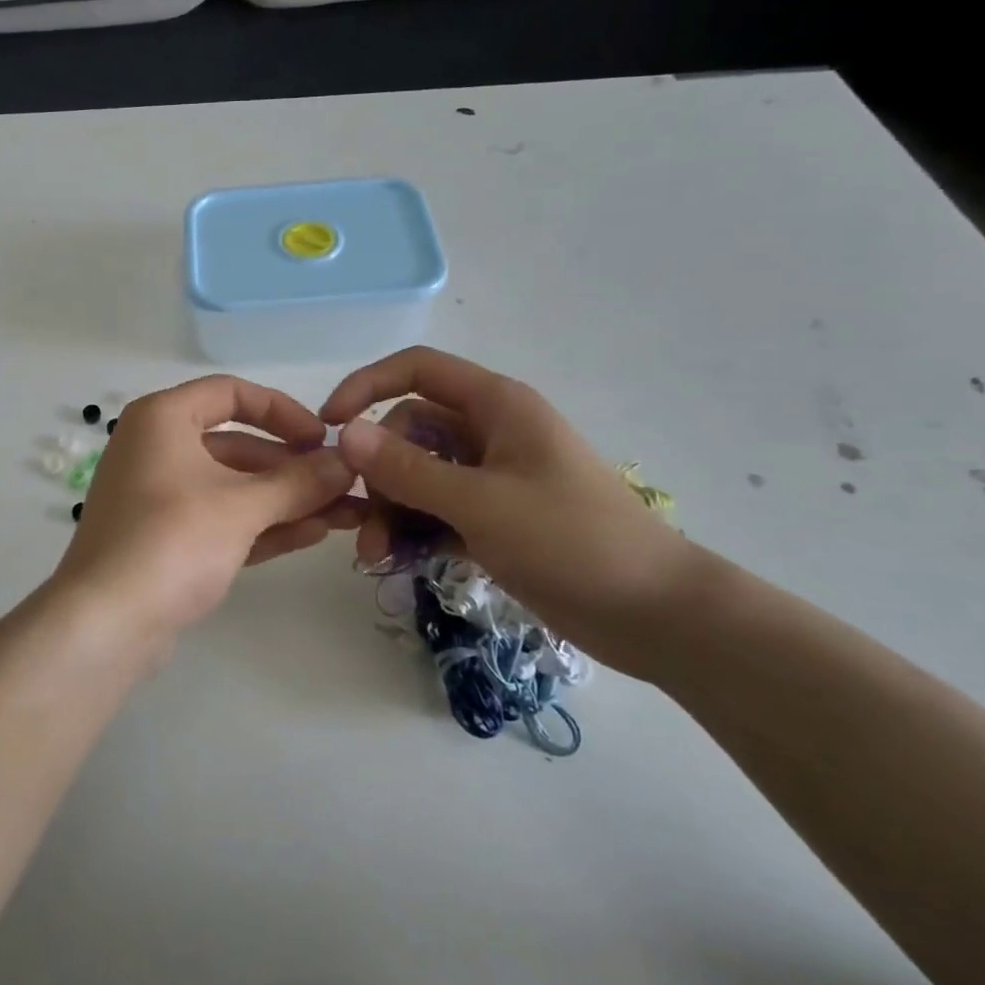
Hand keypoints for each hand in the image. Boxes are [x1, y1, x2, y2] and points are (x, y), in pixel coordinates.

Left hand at [49, 376, 359, 636]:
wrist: (105, 623)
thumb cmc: (172, 541)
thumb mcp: (242, 507)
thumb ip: (299, 482)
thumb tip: (348, 463)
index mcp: (163, 419)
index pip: (231, 393)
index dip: (282, 411)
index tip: (323, 439)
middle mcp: (156, 448)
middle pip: (237, 444)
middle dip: (293, 466)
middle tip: (343, 485)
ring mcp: (158, 495)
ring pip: (232, 486)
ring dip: (285, 499)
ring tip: (344, 514)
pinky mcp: (165, 538)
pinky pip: (220, 519)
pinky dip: (261, 524)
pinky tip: (312, 534)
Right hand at [320, 348, 700, 676]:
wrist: (656, 614)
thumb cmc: (572, 541)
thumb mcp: (480, 503)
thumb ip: (408, 469)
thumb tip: (344, 434)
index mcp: (495, 405)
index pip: (415, 369)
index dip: (367, 386)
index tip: (329, 425)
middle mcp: (489, 431)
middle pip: (408, 430)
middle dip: (379, 471)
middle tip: (363, 520)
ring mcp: (491, 476)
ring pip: (417, 474)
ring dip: (390, 508)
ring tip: (377, 555)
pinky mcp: (493, 516)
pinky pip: (435, 508)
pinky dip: (413, 528)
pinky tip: (399, 559)